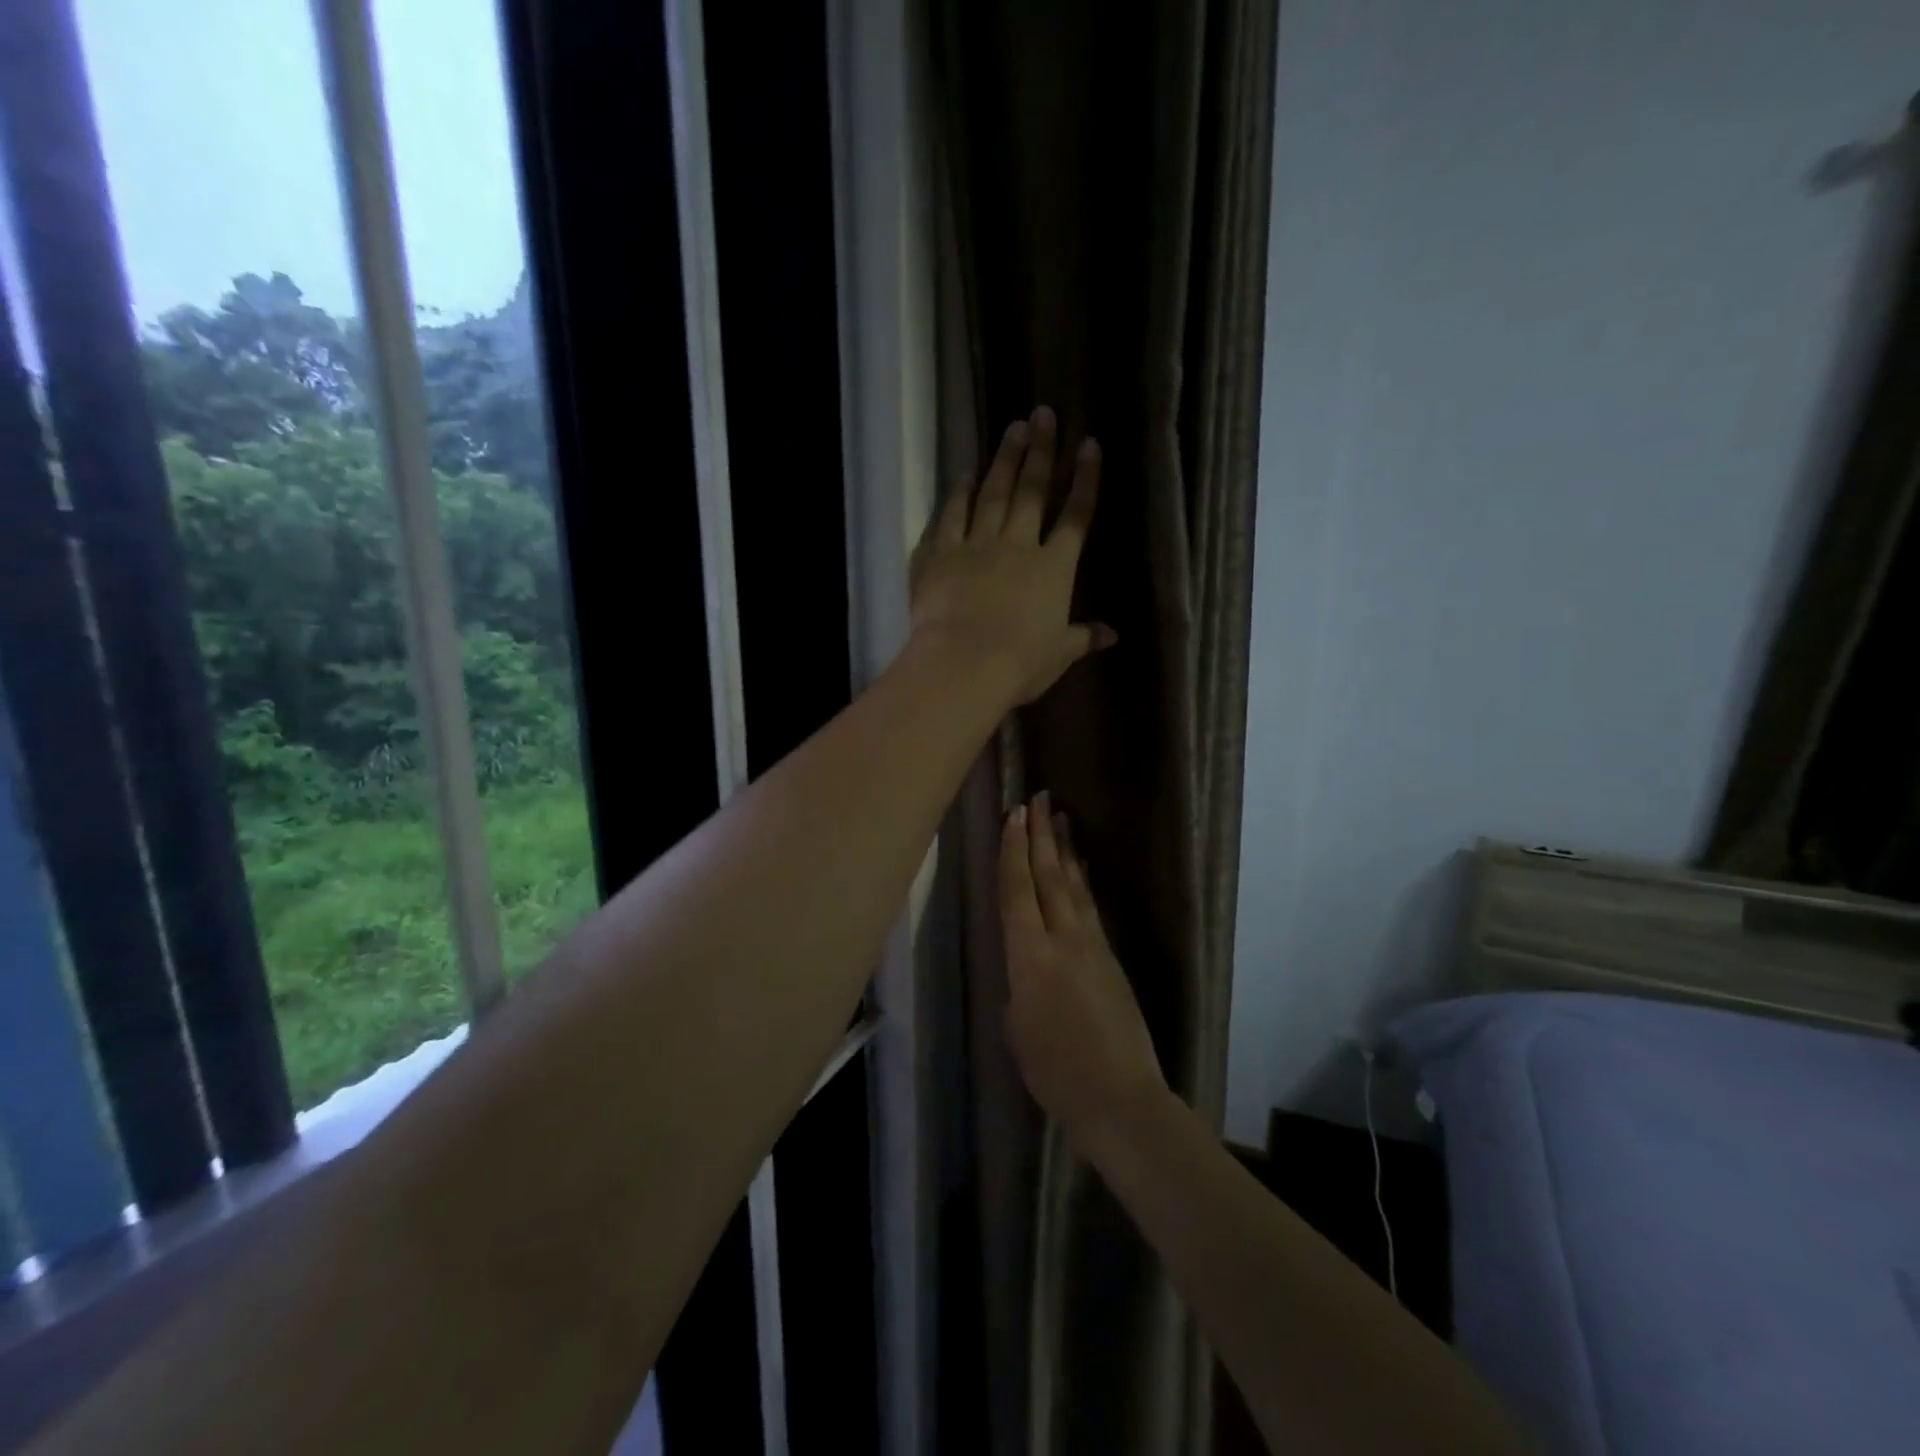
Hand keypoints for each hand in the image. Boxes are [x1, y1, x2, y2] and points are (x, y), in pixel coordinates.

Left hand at [910, 406, 1114, 705]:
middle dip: (1041, 452)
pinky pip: (950, 516)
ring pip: (993, 494)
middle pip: (1033, 491)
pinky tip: (964, 474)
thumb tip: (1113, 635)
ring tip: (1013, 429)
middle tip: (1044, 414)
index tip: (1089, 445)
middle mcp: (1018, 545)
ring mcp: (976, 545)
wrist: (965, 663)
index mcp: (1054, 568)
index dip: (1085, 480)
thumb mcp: (1060, 653)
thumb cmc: (1020, 662)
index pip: (1076, 516)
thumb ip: (1084, 637)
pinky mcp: (940, 553)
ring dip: (1005, 460)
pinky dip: (957, 494)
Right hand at [1000, 791, 1167, 1143]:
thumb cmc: (1054, 1070)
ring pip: (1073, 885)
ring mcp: (1091, 945)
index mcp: (1030, 956)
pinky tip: (1081, 866)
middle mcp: (1062, 939)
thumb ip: (1019, 982)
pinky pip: (1089, 906)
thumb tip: (1027, 962)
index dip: (1013, 851)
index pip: (1018, 891)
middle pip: (1048, 876)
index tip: (1013, 815)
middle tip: (1037, 797)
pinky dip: (1082, 879)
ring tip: (1060, 817)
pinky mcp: (1110, 957)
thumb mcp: (1016, 1026)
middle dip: (1040, 834)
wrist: (1119, 1096)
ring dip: (1065, 848)